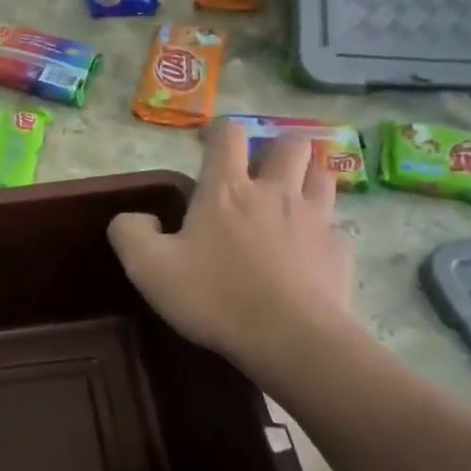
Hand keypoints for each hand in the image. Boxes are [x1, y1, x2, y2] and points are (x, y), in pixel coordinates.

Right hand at [108, 122, 357, 368]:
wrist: (290, 338)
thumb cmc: (214, 297)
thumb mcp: (148, 268)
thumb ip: (130, 233)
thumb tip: (135, 218)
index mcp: (227, 190)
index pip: (228, 134)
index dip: (218, 131)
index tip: (209, 145)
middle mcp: (275, 193)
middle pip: (291, 144)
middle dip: (277, 148)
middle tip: (261, 172)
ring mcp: (315, 220)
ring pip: (323, 177)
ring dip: (308, 180)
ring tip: (292, 200)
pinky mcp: (339, 251)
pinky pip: (335, 228)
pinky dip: (322, 233)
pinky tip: (309, 254)